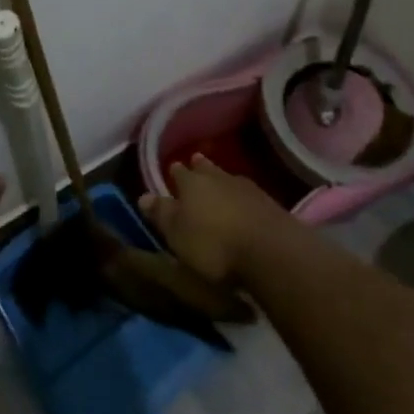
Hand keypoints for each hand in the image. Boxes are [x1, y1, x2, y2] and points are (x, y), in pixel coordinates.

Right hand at [140, 155, 286, 285]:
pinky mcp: (269, 204)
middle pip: (206, 169)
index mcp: (192, 183)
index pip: (179, 173)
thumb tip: (143, 196)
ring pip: (228, 178)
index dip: (175, 173)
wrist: (271, 251)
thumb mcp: (177, 234)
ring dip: (221, 180)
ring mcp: (247, 188)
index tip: (172, 170)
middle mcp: (219, 178)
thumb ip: (162, 214)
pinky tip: (242, 203)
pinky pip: (248, 194)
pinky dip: (241, 196)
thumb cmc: (214, 244)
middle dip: (199, 167)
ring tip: (218, 181)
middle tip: (195, 162)